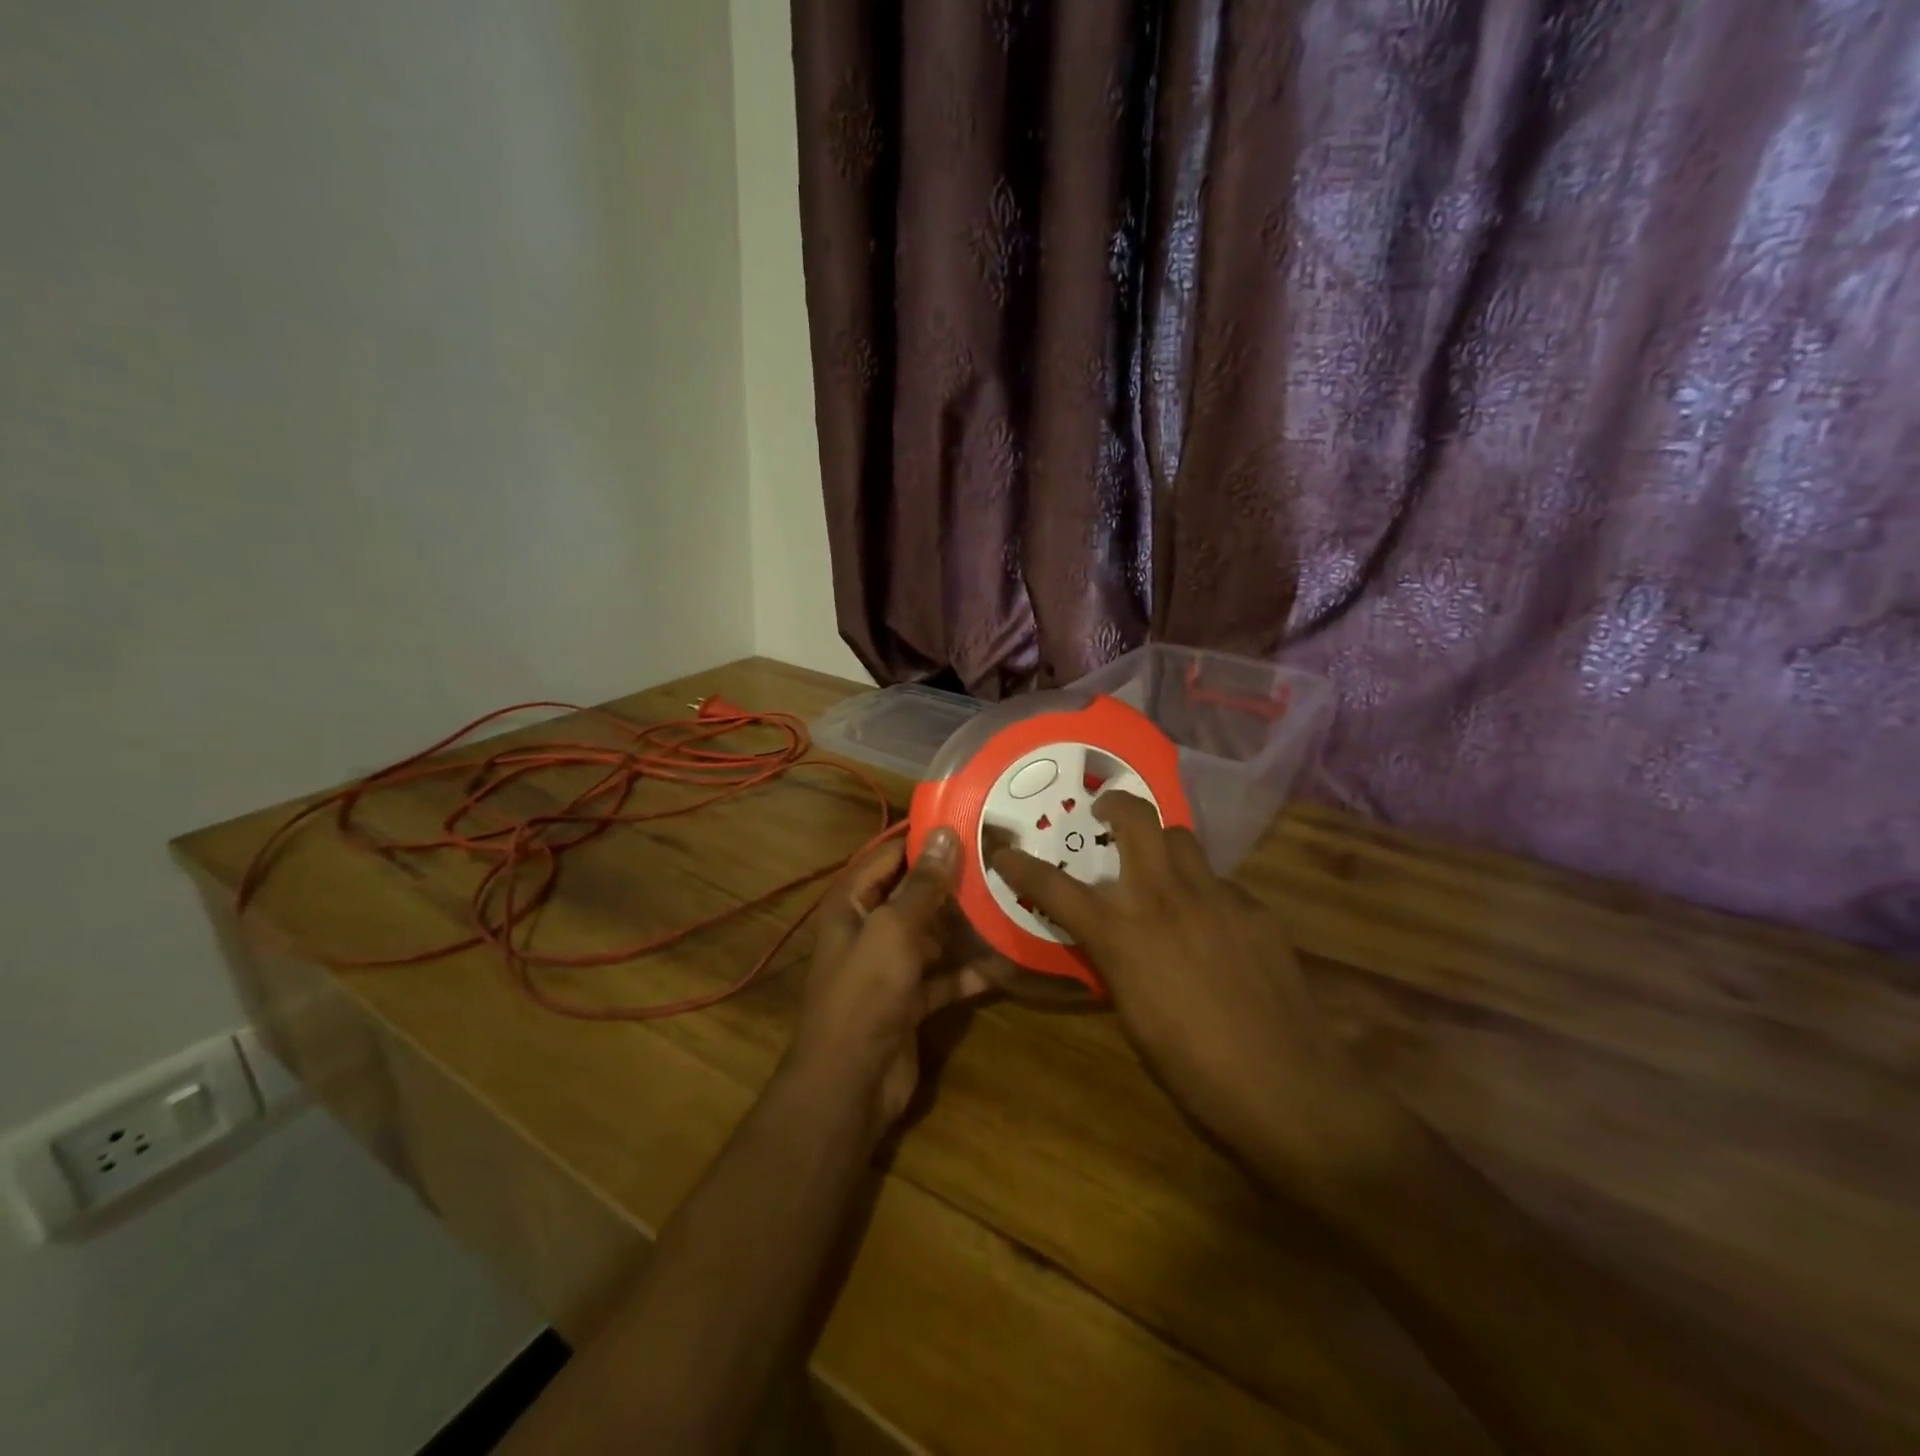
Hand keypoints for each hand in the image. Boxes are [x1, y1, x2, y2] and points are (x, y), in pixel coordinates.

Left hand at [789, 829, 991, 1137]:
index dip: (923, 838)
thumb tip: (945, 834)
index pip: (889, 856)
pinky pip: (943, 976)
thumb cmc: (866, 993)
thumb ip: (923, 885)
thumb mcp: (895, 930)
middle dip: (953, 882)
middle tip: (1001, 862)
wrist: (850, 1083)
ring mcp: (890, 967)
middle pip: (914, 895)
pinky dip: (968, 971)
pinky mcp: (910, 1001)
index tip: (968, 821)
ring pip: (932, 935)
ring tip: (1010, 902)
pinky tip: (1005, 961)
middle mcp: (869, 929)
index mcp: (853, 904)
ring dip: (965, 925)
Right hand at [990, 793, 1399, 1203]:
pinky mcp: (1256, 910)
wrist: (1286, 1086)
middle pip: (1137, 819)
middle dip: (1116, 805)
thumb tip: (1113, 940)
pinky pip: (1221, 884)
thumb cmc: (1193, 1068)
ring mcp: (1216, 898)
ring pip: (1183, 839)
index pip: (1056, 887)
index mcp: (1122, 934)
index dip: (1022, 866)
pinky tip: (1217, 929)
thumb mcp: (1133, 1015)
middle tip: (1106, 815)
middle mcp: (1165, 899)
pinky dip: (1206, 894)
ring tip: (1163, 872)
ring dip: (1164, 846)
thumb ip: (1116, 962)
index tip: (1004, 851)